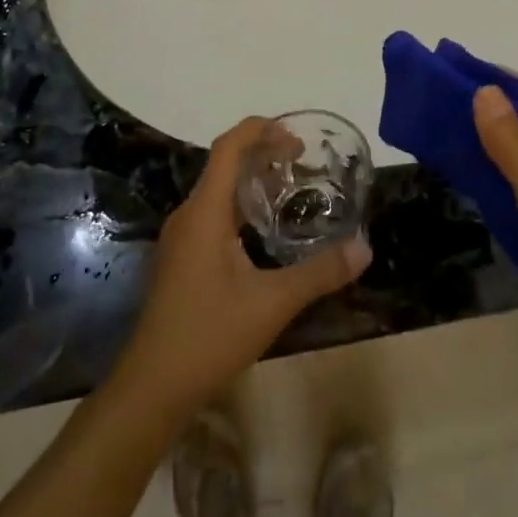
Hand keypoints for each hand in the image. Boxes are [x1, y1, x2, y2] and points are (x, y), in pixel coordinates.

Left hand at [112, 118, 371, 418]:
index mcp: (205, 212)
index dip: (259, 130)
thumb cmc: (209, 335)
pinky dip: (241, 206)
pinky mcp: (182, 259)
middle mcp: (189, 216)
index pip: (228, 148)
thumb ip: (320, 273)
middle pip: (224, 165)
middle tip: (302, 161)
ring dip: (251, 181)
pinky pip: (213, 214)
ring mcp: (182, 239)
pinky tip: (264, 230)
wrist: (153, 386)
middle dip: (262, 153)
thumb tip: (364, 247)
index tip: (295, 135)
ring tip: (290, 187)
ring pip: (218, 191)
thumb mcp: (273, 303)